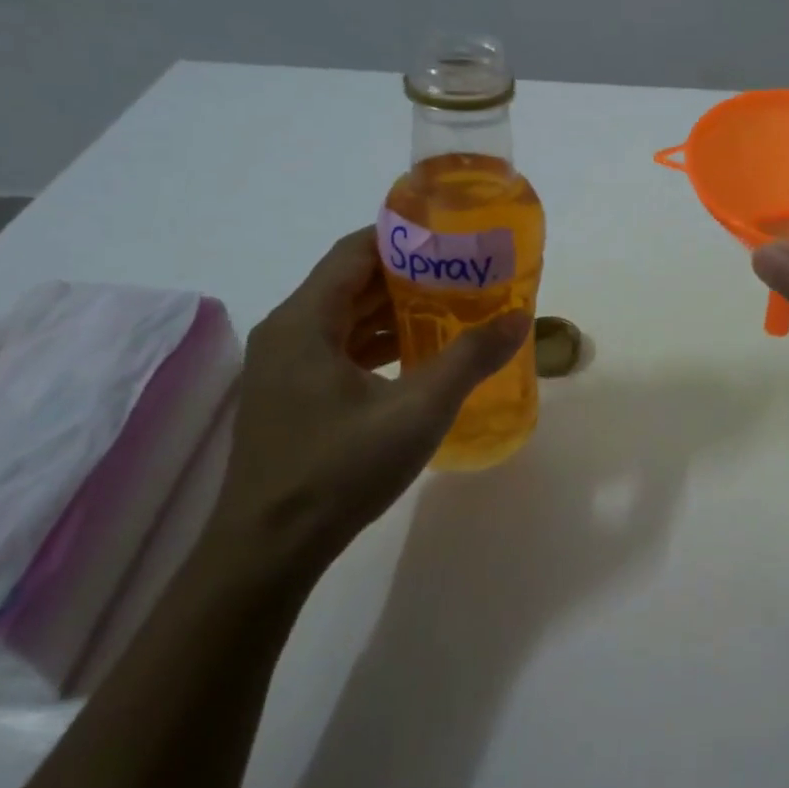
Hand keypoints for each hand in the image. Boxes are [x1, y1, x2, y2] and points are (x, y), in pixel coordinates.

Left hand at [207, 229, 529, 582]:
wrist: (269, 551)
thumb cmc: (340, 469)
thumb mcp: (418, 410)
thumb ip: (470, 359)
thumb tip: (518, 319)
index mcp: (304, 322)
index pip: (355, 252)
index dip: (404, 237)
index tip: (453, 236)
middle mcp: (287, 334)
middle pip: (351, 282)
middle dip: (409, 274)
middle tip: (465, 272)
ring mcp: (285, 368)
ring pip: (345, 318)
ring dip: (395, 310)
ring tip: (452, 307)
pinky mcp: (292, 397)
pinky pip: (339, 349)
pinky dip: (378, 342)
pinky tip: (418, 355)